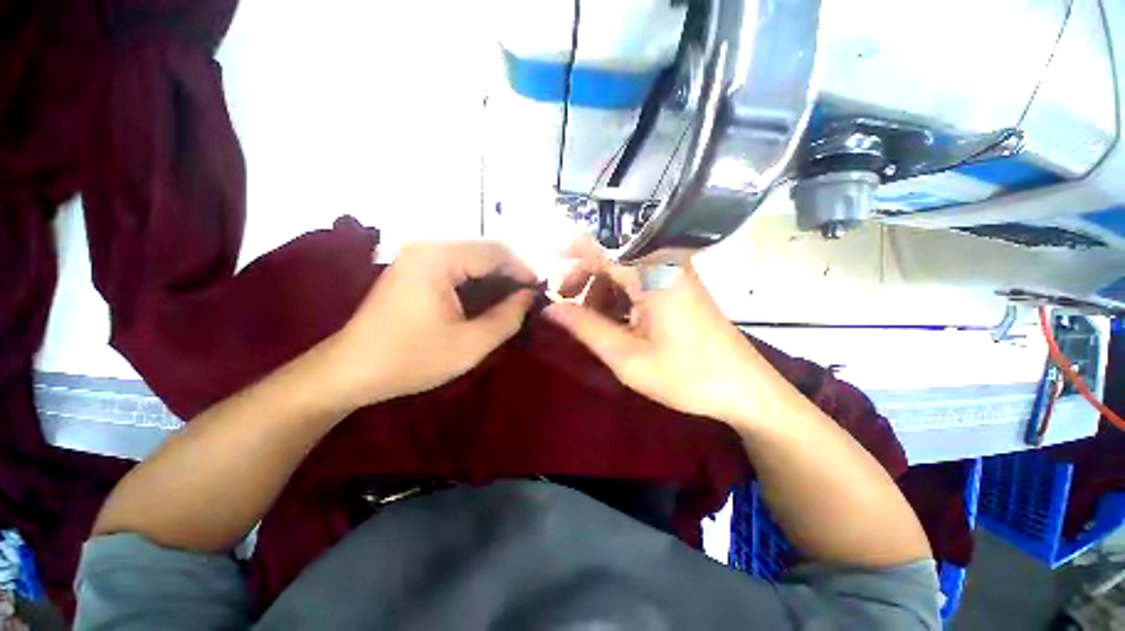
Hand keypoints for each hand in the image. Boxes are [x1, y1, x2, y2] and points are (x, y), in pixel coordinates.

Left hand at [329, 241, 535, 407]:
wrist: (350, 371)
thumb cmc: (411, 359)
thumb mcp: (470, 344)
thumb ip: (508, 317)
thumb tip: (530, 297)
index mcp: (439, 258)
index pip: (496, 251)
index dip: (523, 270)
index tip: (540, 292)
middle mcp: (428, 247)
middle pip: (484, 251)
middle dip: (510, 274)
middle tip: (527, 300)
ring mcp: (417, 256)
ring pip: (472, 259)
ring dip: (495, 278)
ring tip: (511, 303)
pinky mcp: (414, 269)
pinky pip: (457, 267)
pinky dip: (477, 282)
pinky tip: (485, 301)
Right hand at [544, 240, 765, 424]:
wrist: (746, 389)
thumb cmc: (686, 375)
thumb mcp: (627, 357)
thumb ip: (585, 328)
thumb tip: (550, 308)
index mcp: (651, 273)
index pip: (599, 249)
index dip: (568, 253)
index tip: (545, 267)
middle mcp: (664, 263)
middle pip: (610, 258)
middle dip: (583, 279)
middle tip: (565, 305)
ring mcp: (675, 273)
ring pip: (624, 271)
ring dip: (601, 291)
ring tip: (591, 322)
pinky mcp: (680, 286)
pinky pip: (640, 281)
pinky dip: (621, 297)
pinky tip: (616, 321)